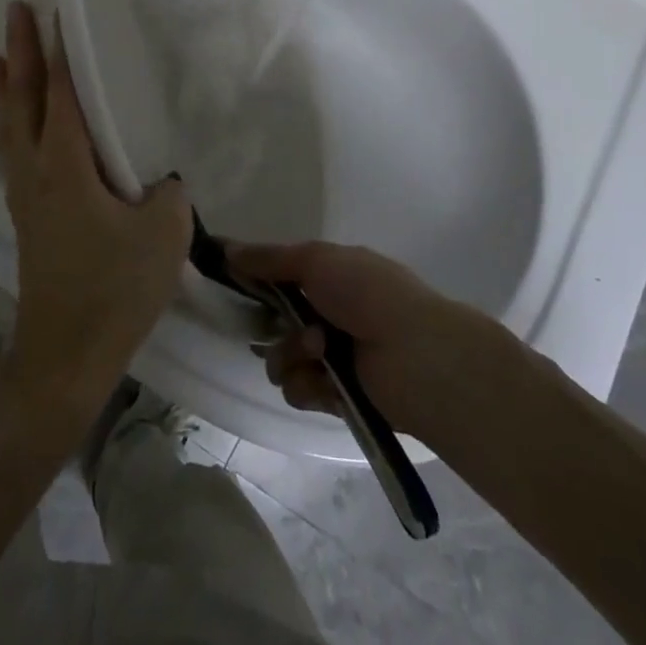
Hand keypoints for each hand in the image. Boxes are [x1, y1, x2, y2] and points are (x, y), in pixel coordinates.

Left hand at [0, 3, 190, 414]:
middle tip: (15, 9)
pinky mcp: (26, 216)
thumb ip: (169, 193)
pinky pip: (11, 150)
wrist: (65, 356)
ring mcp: (24, 195)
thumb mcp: (164, 233)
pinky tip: (16, 124)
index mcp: (66, 165)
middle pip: (22, 98)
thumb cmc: (115, 289)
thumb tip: (161, 180)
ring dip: (5, 86)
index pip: (62, 93)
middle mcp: (36, 170)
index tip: (56, 11)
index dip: (62, 51)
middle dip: (20, 50)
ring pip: (8, 125)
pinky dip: (9, 121)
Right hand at [227, 240, 503, 439]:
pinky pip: (299, 391)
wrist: (417, 356)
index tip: (232, 283)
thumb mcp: (317, 260)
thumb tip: (228, 249)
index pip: (282, 277)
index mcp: (332, 276)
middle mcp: (331, 313)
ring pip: (282, 359)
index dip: (258, 281)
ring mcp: (334, 356)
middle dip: (273, 326)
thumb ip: (270, 258)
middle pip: (277, 322)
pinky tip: (323, 379)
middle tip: (284, 327)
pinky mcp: (337, 396)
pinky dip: (306, 385)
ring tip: (316, 351)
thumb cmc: (368, 294)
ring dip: (290, 355)